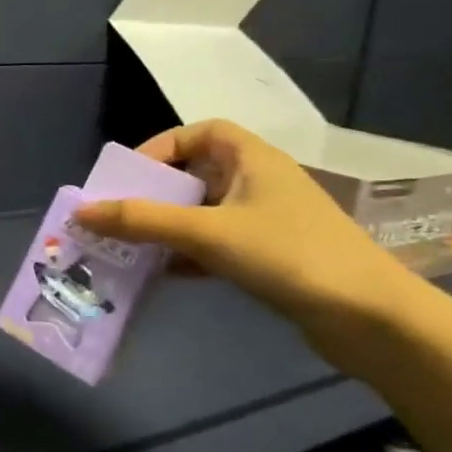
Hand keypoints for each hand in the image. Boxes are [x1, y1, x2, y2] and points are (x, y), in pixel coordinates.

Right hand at [75, 121, 417, 356]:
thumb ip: (141, 220)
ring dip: (167, 227)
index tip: (129, 176)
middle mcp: (260, 181)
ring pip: (204, 212)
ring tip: (130, 246)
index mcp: (253, 159)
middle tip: (118, 215)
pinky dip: (188, 254)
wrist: (371, 319)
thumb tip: (80, 211)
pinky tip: (165, 274)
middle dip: (155, 193)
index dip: (161, 147)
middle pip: (196, 174)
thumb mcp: (206, 233)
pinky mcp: (271, 256)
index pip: (201, 132)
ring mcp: (268, 220)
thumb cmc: (287, 255)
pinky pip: (216, 243)